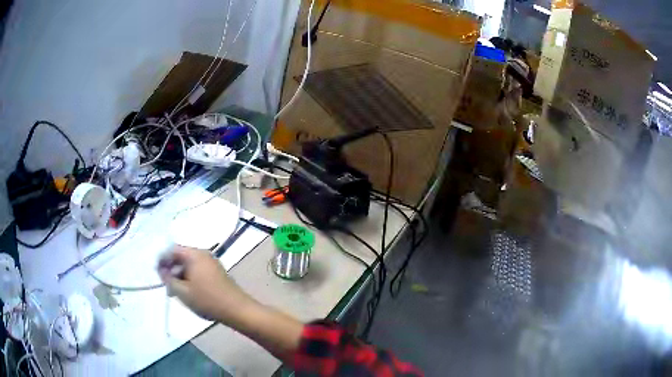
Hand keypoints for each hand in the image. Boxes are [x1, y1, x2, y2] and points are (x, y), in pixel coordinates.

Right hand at [157, 246, 252, 322]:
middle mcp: (204, 254)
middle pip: (181, 257)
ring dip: (180, 276)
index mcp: (195, 254)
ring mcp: (212, 263)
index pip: (172, 250)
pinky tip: (188, 293)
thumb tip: (162, 270)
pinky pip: (198, 271)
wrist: (238, 310)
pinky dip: (190, 279)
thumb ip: (168, 279)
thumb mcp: (182, 292)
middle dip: (171, 269)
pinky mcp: (217, 273)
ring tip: (176, 292)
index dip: (162, 260)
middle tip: (166, 286)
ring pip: (189, 265)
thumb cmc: (207, 300)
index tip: (157, 274)